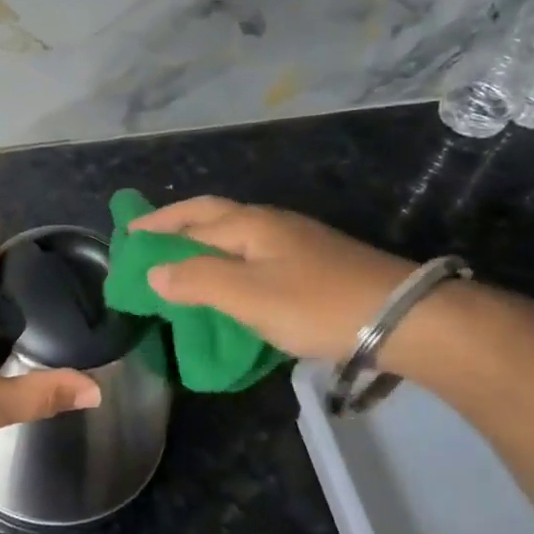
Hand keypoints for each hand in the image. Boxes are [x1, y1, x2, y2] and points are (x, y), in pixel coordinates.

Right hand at [129, 197, 416, 361]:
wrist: (406, 318)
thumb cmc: (316, 304)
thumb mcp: (247, 295)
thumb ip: (196, 281)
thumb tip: (153, 271)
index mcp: (249, 224)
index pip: (190, 217)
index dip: (156, 225)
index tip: (126, 235)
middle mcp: (270, 223)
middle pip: (213, 215)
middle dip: (177, 223)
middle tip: (147, 237)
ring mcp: (296, 241)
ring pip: (235, 234)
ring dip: (203, 242)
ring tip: (182, 262)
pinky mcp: (315, 263)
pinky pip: (255, 254)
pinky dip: (229, 260)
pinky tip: (232, 281)